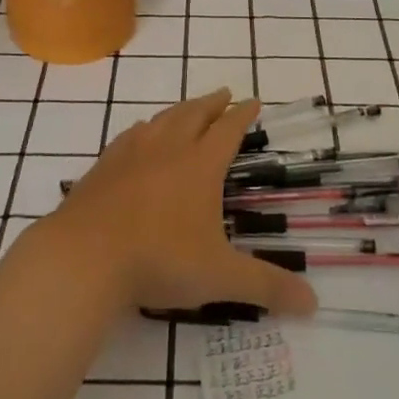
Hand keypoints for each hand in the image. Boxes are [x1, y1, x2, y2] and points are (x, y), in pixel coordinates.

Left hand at [38, 90, 318, 316]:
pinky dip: (143, 129)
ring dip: (179, 110)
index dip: (243, 115)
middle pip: (194, 115)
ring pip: (161, 120)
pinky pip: (129, 136)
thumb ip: (266, 287)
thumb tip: (314, 305)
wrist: (85, 256)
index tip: (253, 101)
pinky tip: (139, 134)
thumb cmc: (159, 260)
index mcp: (200, 166)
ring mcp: (131, 154)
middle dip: (212, 103)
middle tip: (224, 93)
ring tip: (186, 108)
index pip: (228, 130)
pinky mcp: (103, 167)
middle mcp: (168, 149)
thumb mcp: (220, 277)